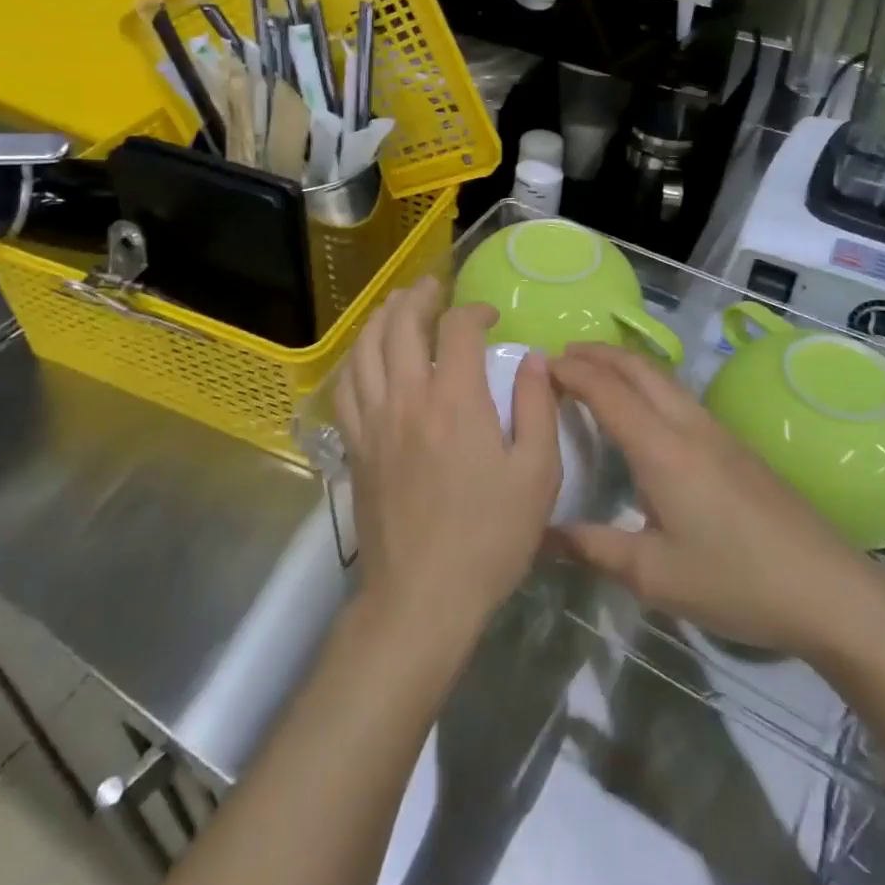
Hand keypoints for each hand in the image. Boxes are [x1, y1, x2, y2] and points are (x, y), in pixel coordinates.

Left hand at [333, 278, 561, 647]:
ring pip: (365, 348)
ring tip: (395, 305)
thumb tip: (534, 359)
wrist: (422, 597)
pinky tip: (366, 356)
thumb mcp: (538, 475)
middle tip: (433, 287)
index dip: (474, 311)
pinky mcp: (355, 445)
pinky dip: (356, 358)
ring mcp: (373, 420)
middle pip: (400, 325)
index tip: (491, 317)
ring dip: (381, 317)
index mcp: (455, 400)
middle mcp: (407, 397)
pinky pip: (346, 386)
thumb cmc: (489, 538)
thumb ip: (539, 408)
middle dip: (418, 297)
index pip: (457, 329)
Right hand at [550, 343, 884, 663]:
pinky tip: (642, 411)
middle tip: (560, 357)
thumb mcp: (655, 575)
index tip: (538, 365)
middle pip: (637, 368)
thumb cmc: (735, 580)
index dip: (570, 372)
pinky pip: (678, 394)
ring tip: (593, 374)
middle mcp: (687, 425)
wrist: (829, 588)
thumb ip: (594, 548)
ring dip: (623, 365)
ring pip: (661, 377)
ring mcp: (716, 431)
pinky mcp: (734, 444)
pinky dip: (646, 383)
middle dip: (596, 353)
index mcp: (661, 448)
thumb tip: (541, 532)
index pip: (606, 390)